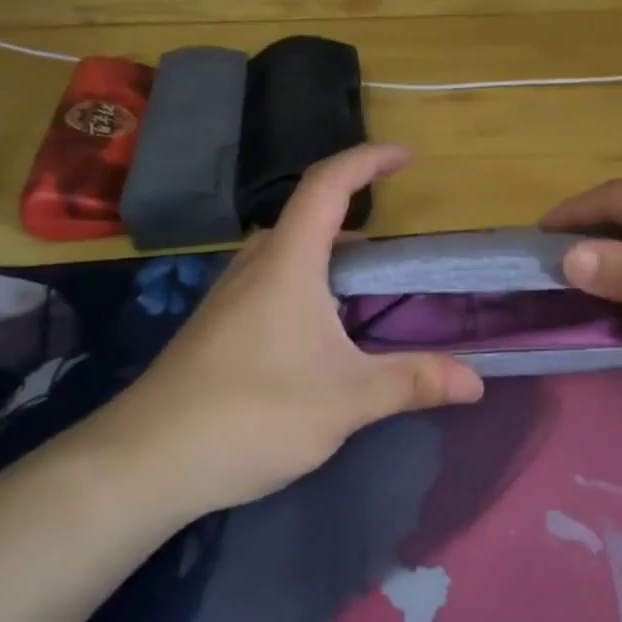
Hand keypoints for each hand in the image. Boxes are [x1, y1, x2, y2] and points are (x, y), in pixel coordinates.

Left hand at [64, 145, 483, 522]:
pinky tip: (324, 334)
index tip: (406, 157)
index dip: (367, 161)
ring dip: (331, 255)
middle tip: (398, 249)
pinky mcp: (219, 329)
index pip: (327, 186)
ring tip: (370, 290)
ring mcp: (230, 298)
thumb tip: (477, 381)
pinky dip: (310, 285)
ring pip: (288, 254)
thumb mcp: (346, 400)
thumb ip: (413, 382)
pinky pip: (273, 283)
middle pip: (307, 217)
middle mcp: (255, 268)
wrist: (144, 463)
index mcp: (287, 264)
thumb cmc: (252, 414)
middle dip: (355, 215)